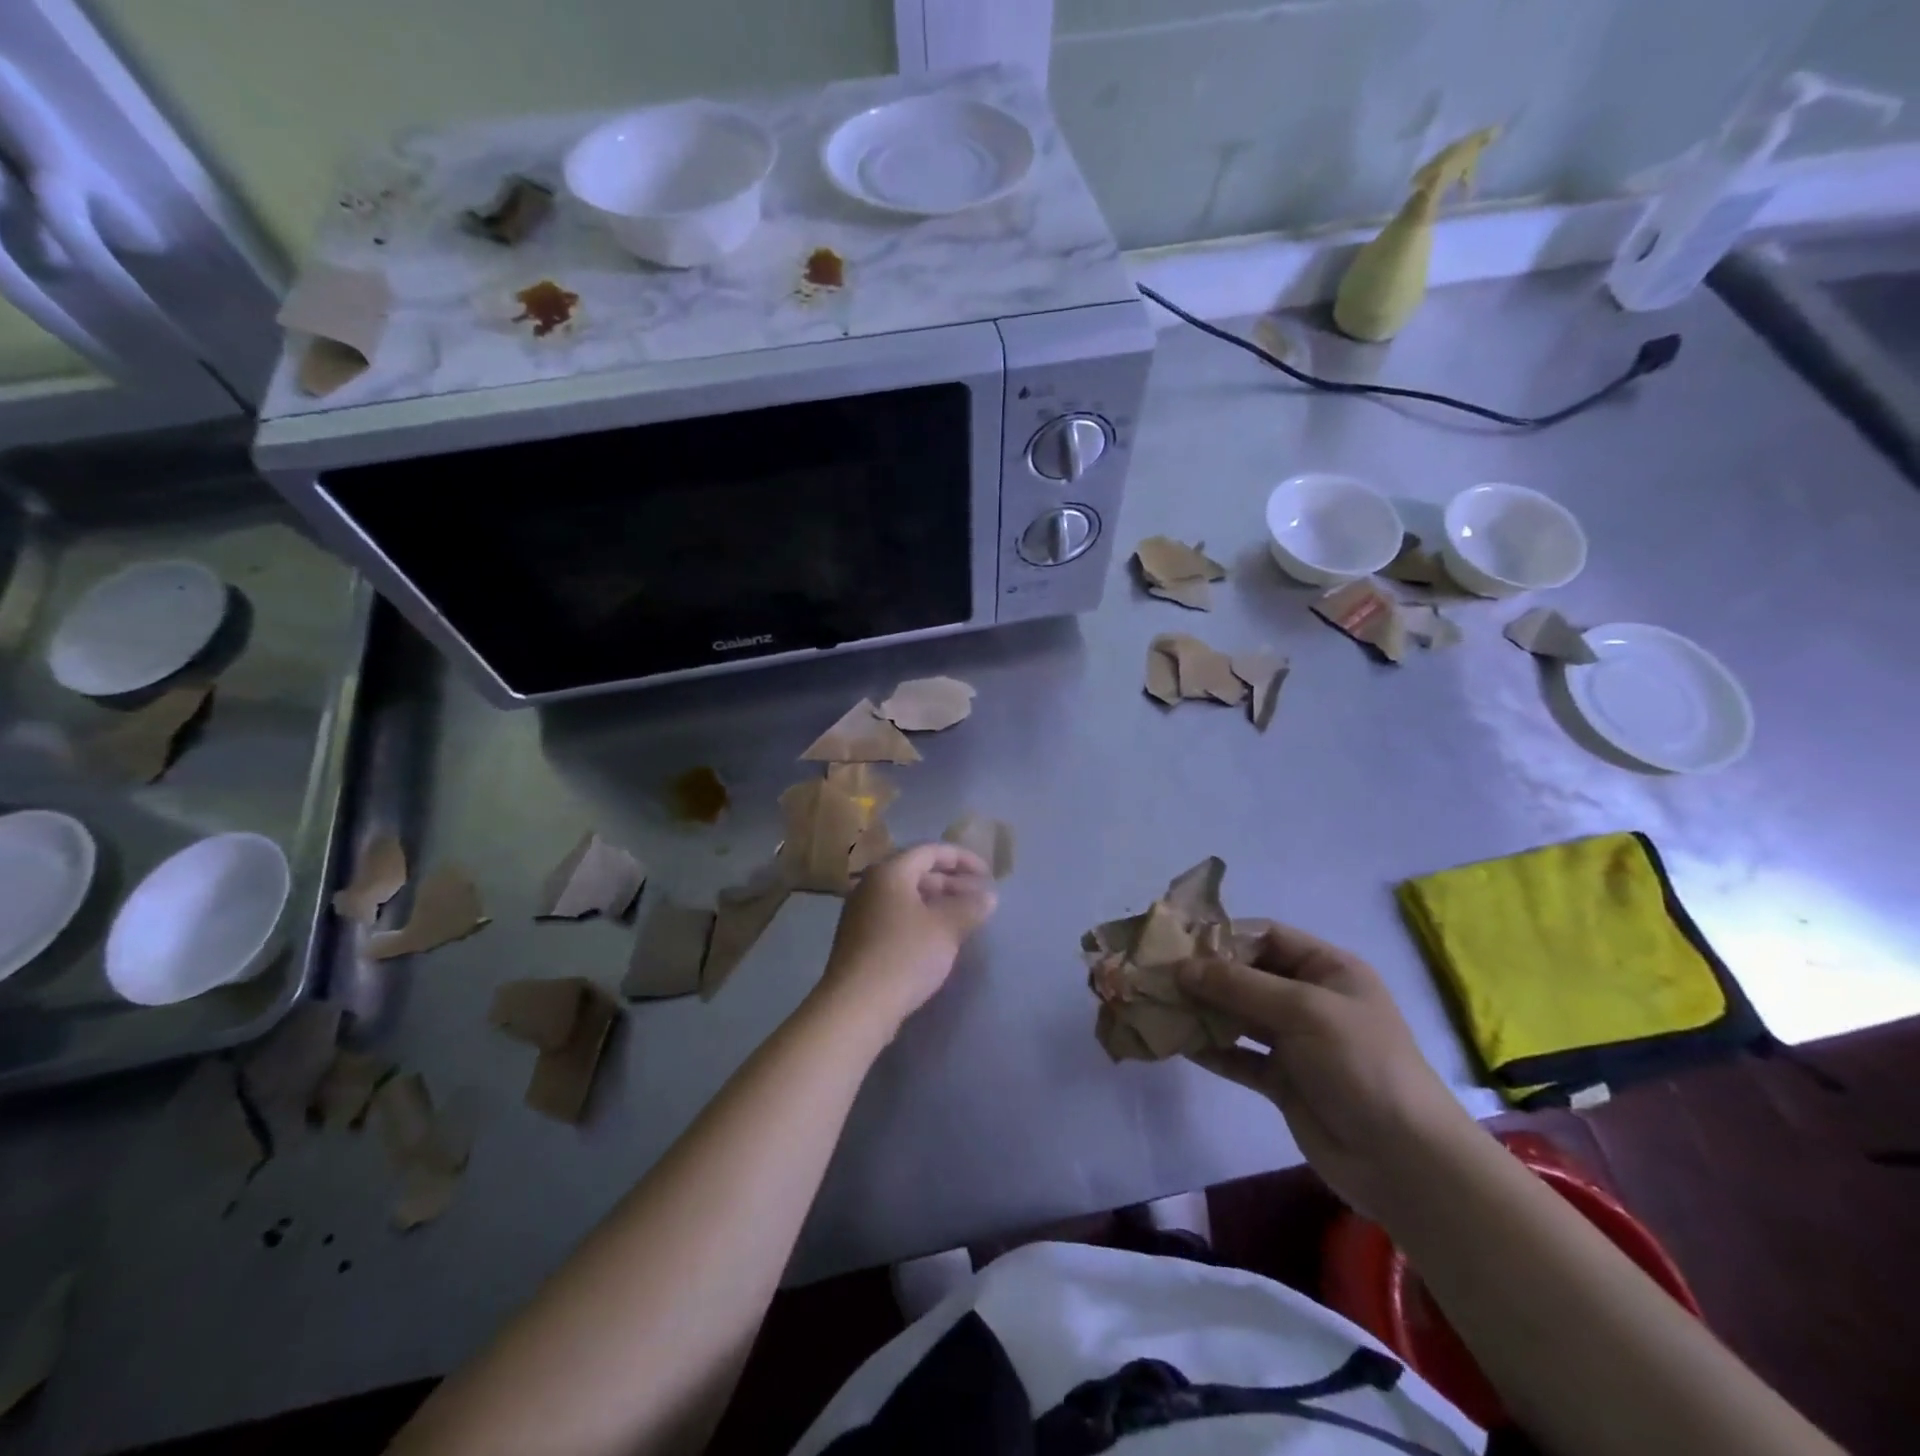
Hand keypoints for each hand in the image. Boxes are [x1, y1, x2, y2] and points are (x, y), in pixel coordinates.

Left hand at [815, 843, 996, 1034]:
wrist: (857, 1005)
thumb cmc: (904, 955)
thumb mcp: (946, 928)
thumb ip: (970, 907)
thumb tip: (988, 897)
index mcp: (889, 872)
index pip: (930, 851)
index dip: (962, 858)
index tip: (988, 874)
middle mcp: (871, 885)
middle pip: (917, 872)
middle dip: (951, 882)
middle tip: (979, 898)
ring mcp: (861, 913)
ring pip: (907, 896)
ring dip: (937, 902)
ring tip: (964, 918)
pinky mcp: (859, 939)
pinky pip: (896, 916)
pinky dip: (921, 918)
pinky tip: (938, 938)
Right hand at [1177, 923, 1474, 1219]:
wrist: (1405, 1161)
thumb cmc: (1361, 1064)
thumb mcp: (1303, 1010)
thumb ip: (1239, 986)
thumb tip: (1181, 969)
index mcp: (1328, 969)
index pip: (1266, 937)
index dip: (1223, 936)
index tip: (1176, 941)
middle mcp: (1310, 999)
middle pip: (1247, 975)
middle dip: (1204, 975)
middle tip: (1156, 974)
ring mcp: (1296, 1042)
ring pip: (1238, 1015)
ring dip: (1202, 1011)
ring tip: (1157, 1005)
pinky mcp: (1283, 1080)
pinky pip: (1239, 1055)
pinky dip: (1211, 1049)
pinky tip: (1176, 1043)